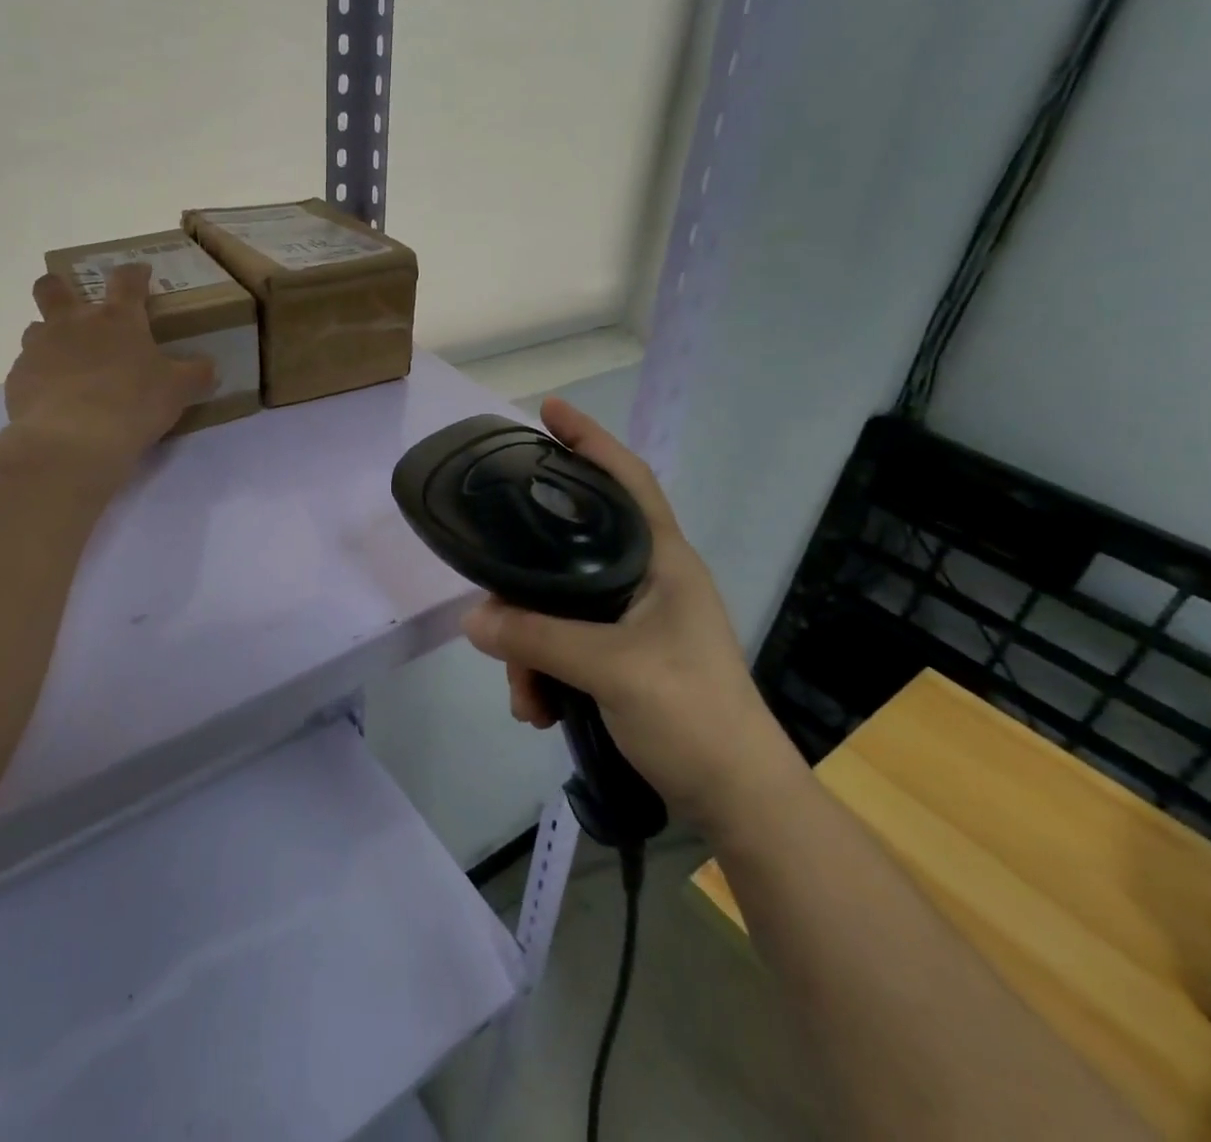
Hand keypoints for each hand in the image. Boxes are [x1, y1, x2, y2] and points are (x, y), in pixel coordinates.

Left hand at [4, 263, 215, 481]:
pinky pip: (28, 370)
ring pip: (35, 328)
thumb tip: (209, 367)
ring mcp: (40, 349)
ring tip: (66, 363)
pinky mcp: (18, 379)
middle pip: (54, 288)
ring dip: (49, 338)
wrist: (73, 439)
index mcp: (117, 320)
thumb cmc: (134, 403)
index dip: (134, 274)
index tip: (141, 274)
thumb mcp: (178, 390)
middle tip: (73, 303)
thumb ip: (195, 374)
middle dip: (60, 287)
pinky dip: (41, 379)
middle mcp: (73, 324)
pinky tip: (54, 401)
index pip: (126, 281)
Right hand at [461, 398, 804, 835]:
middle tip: (492, 602)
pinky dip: (545, 671)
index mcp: (662, 559)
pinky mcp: (625, 657)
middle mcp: (648, 579)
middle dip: (526, 584)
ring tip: (524, 696)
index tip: (547, 411)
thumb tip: (472, 618)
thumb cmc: (691, 714)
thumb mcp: (610, 669)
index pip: (626, 478)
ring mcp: (636, 620)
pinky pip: (567, 645)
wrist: (738, 799)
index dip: (589, 439)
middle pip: (571, 550)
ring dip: (530, 647)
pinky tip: (538, 709)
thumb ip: (537, 638)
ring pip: (561, 606)